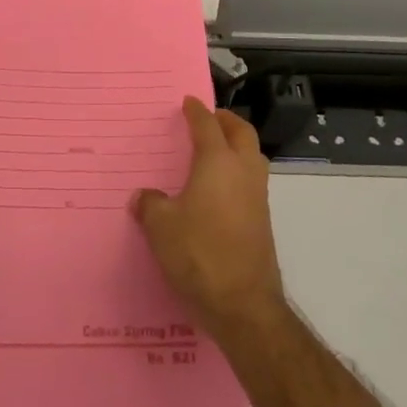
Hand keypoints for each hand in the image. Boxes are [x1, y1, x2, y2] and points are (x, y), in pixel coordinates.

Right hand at [132, 98, 284, 335]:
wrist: (243, 304)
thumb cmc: (199, 254)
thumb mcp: (161, 227)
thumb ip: (151, 205)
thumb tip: (144, 196)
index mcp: (218, 163)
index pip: (208, 126)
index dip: (197, 112)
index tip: (188, 102)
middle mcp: (243, 172)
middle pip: (242, 133)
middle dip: (226, 121)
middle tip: (210, 118)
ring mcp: (258, 197)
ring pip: (253, 156)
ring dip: (238, 145)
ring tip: (216, 150)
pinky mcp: (262, 221)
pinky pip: (251, 181)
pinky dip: (238, 171)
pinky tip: (219, 189)